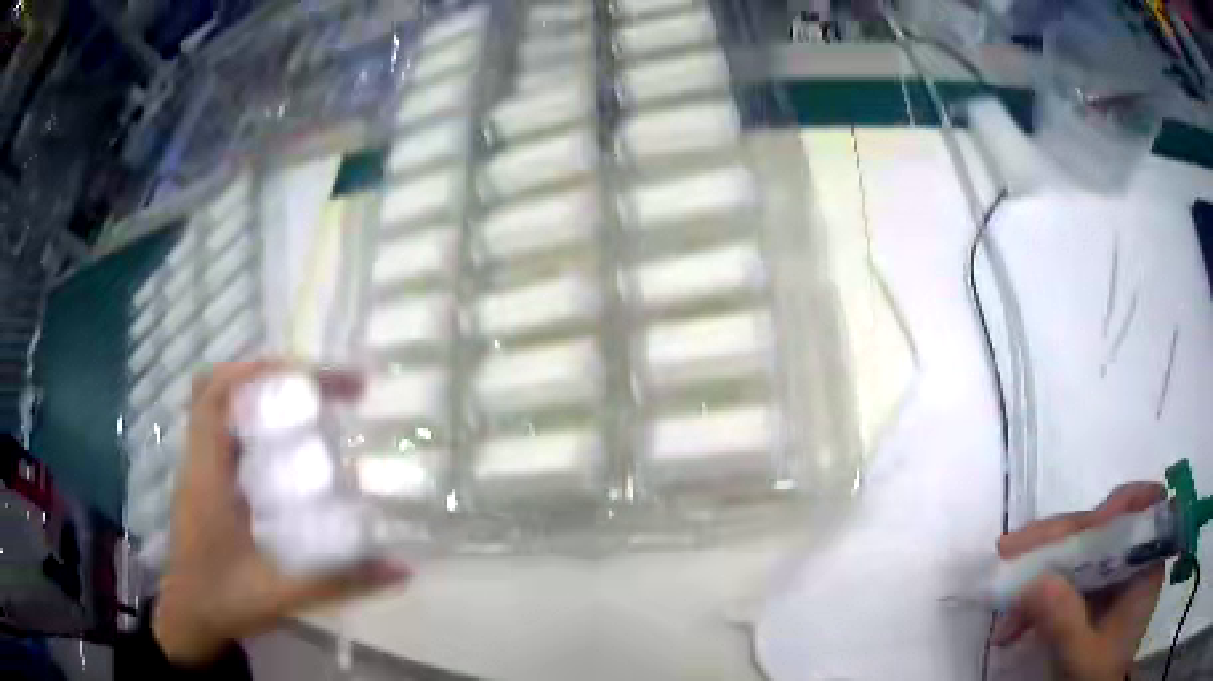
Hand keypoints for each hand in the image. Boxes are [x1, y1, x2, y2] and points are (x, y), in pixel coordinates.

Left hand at [152, 362, 407, 665]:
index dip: (256, 371)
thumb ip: (339, 582)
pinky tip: (288, 447)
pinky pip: (227, 432)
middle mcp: (200, 460)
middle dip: (268, 376)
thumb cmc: (224, 601)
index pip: (216, 395)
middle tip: (319, 391)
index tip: (308, 377)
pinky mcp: (207, 482)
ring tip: (308, 407)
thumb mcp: (283, 594)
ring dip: (261, 395)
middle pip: (219, 388)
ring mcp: (200, 468)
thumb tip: (401, 568)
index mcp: (207, 474)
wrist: (190, 618)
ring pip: (221, 407)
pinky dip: (256, 423)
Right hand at [992, 483, 1164, 680]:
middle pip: (1100, 528)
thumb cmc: (1095, 678)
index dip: (1117, 506)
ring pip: (1076, 554)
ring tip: (1001, 605)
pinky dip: (1038, 597)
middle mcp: (1132, 559)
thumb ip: (1064, 622)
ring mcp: (1111, 577)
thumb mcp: (1081, 657)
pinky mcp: (1091, 594)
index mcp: (1146, 565)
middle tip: (1010, 550)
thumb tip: (1033, 582)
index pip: (1142, 508)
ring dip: (1038, 574)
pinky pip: (1065, 580)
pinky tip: (1012, 625)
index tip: (1086, 525)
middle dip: (1055, 542)